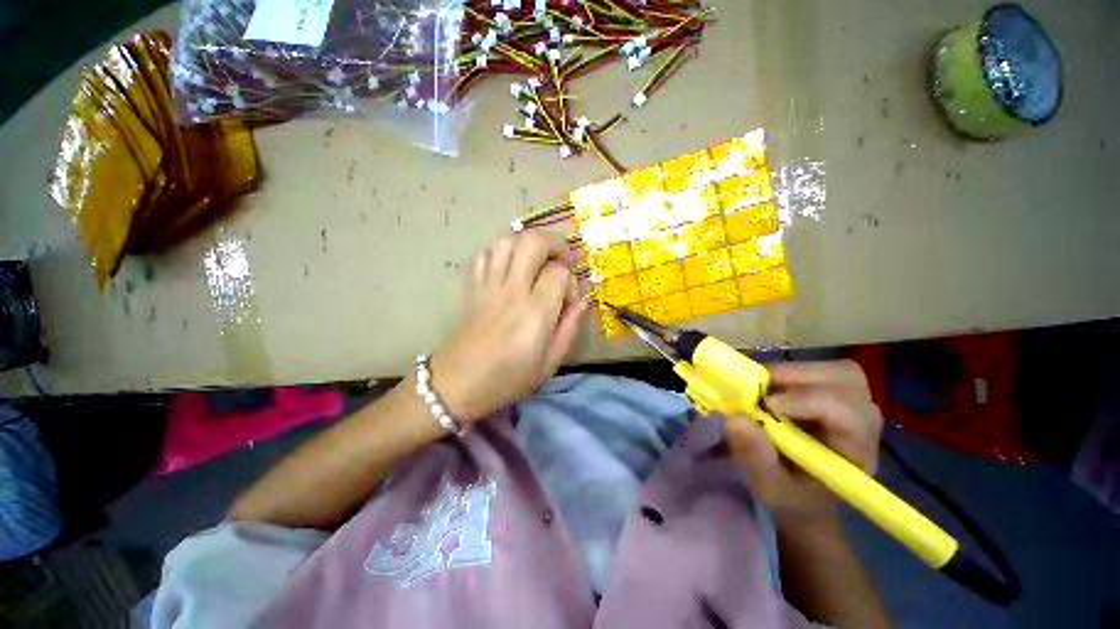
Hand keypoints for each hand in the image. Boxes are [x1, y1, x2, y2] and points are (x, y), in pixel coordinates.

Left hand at [430, 232, 588, 423]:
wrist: (455, 385)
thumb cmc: (507, 380)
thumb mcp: (549, 364)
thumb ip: (569, 329)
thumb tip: (582, 302)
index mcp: (535, 312)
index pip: (559, 273)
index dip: (571, 281)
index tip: (569, 300)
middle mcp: (511, 290)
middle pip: (533, 242)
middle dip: (555, 244)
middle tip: (562, 261)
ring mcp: (488, 285)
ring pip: (507, 240)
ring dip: (528, 244)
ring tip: (537, 262)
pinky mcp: (472, 286)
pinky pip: (486, 253)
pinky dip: (502, 252)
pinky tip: (510, 268)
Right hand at [725, 360, 883, 529]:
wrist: (804, 498)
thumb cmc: (792, 498)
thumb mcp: (770, 488)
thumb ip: (755, 457)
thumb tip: (734, 418)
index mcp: (856, 452)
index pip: (848, 413)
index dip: (808, 400)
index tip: (767, 404)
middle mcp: (862, 423)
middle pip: (845, 379)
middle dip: (798, 377)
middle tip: (759, 387)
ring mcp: (850, 405)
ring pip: (832, 370)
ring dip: (791, 373)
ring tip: (760, 388)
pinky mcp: (832, 395)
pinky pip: (815, 371)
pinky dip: (786, 374)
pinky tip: (767, 389)